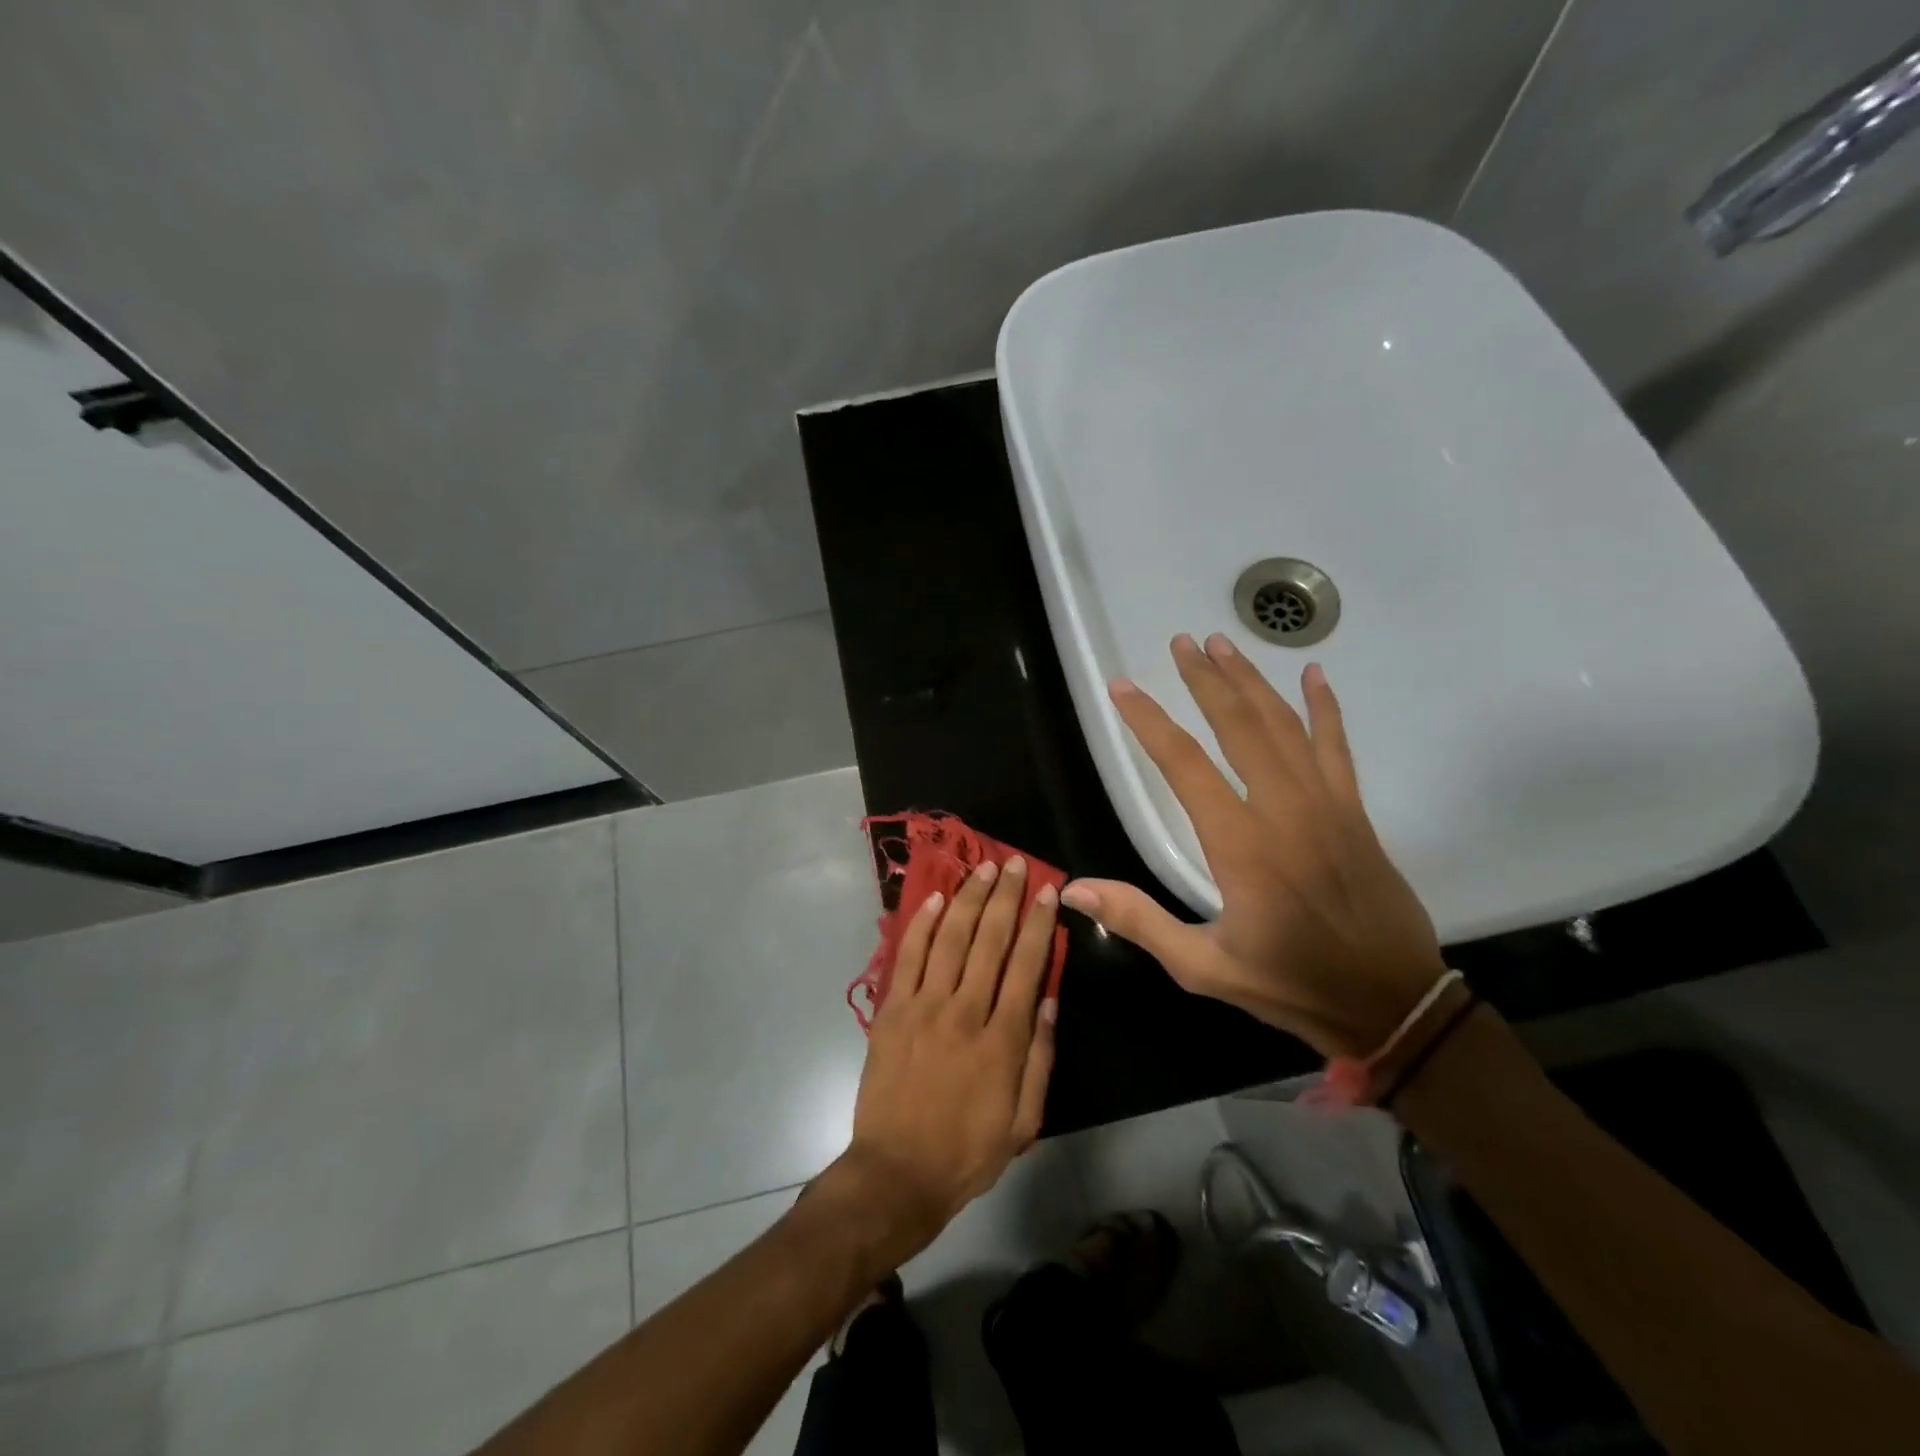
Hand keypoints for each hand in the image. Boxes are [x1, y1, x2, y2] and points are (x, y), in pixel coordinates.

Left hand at [835, 857, 1059, 1264]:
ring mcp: (923, 1007)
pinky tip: (936, 900)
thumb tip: (1047, 1001)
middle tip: (1014, 863)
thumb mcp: (1023, 1121)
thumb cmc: (967, 1151)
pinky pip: (908, 958)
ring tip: (981, 869)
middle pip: (989, 941)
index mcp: (1002, 1039)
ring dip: (967, 899)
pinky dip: (922, 925)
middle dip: (1005, 897)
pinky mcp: (892, 1011)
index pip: (1026, 965)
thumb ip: (1039, 1059)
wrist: (897, 1172)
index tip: (1046, 890)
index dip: (1037, 923)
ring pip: (950, 939)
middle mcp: (964, 1011)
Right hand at [1061, 632, 1443, 1058]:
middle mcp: (1284, 811)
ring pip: (1284, 726)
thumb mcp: (1204, 967)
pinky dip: (1325, 708)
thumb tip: (1074, 889)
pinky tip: (1314, 675)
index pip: (1184, 765)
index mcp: (1241, 846)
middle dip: (1205, 680)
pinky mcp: (1355, 811)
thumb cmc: (1292, 985)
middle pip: (1238, 727)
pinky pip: (1337, 747)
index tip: (1122, 688)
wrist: (1393, 1004)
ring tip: (1223, 643)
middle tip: (1180, 642)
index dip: (1149, 721)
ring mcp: (1326, 805)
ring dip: (1251, 681)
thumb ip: (1140, 922)